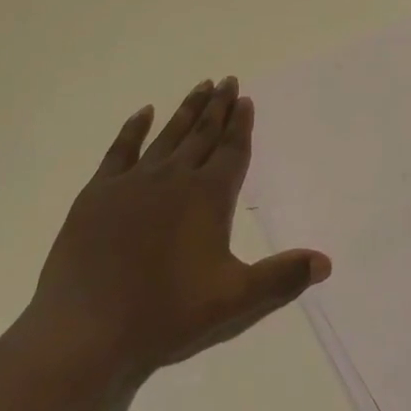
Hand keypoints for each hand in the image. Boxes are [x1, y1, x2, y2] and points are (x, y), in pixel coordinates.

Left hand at [24, 77, 330, 380]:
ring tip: (201, 86)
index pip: (232, 151)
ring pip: (168, 135)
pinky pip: (121, 150)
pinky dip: (134, 129)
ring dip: (187, 110)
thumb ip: (281, 278)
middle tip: (228, 80)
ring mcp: (133, 182)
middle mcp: (174, 177)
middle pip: (203, 134)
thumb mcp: (234, 301)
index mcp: (208, 197)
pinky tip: (143, 112)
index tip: (245, 98)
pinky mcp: (98, 193)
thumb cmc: (165, 315)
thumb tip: (325, 261)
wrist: (85, 330)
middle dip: (218, 107)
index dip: (241, 125)